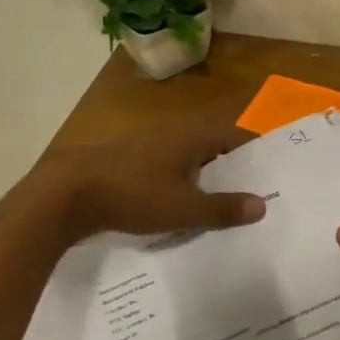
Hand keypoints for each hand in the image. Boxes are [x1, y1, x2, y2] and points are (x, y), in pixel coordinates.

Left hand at [16, 118, 265, 244]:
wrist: (64, 196)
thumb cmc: (133, 195)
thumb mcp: (184, 208)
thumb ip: (224, 208)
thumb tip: (262, 206)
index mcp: (194, 134)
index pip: (238, 135)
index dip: (257, 152)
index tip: (275, 172)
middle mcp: (175, 131)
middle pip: (216, 145)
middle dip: (235, 167)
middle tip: (256, 191)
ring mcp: (150, 142)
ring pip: (191, 157)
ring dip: (208, 176)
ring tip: (225, 202)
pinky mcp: (131, 158)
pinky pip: (170, 166)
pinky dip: (184, 181)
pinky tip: (184, 205)